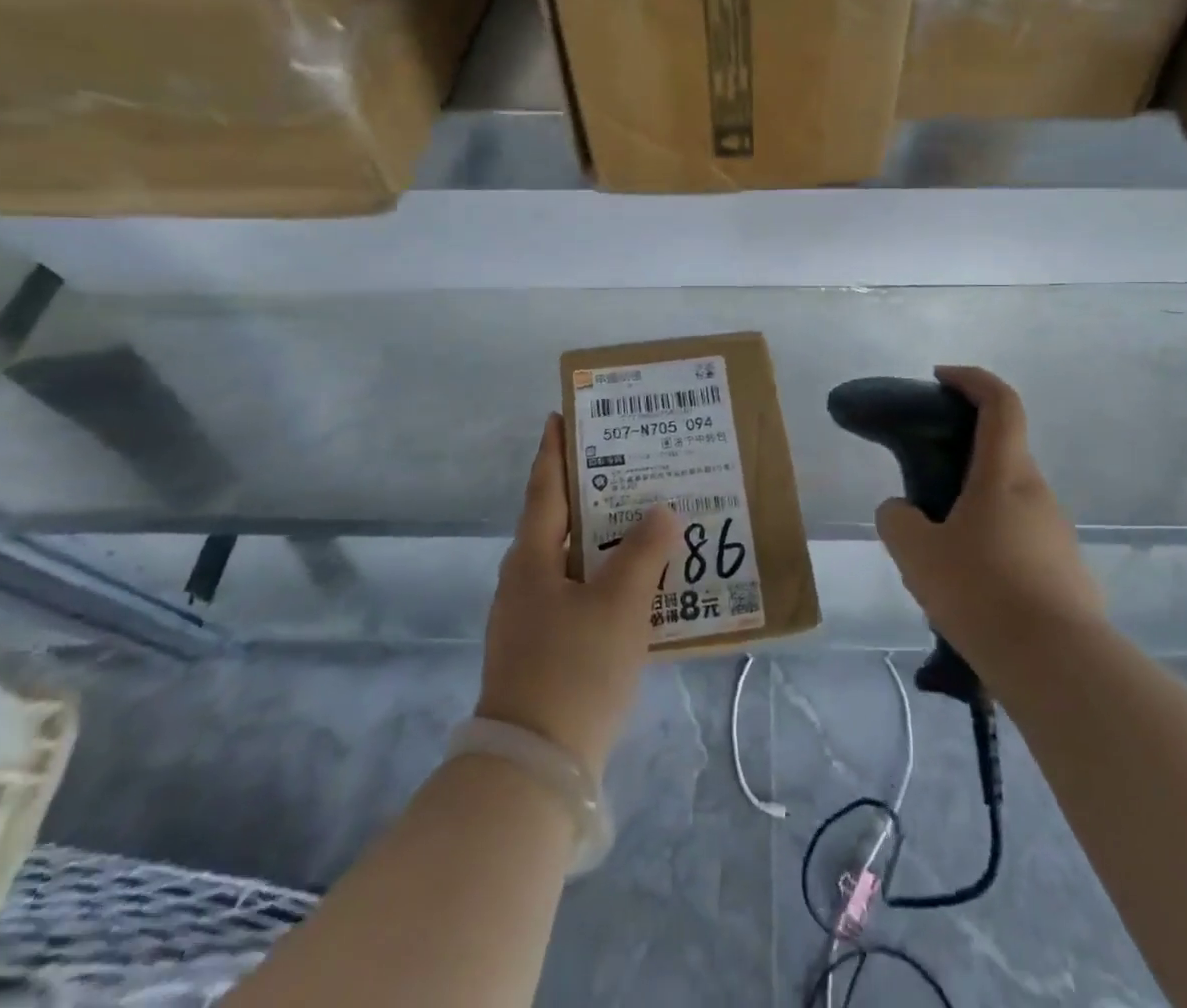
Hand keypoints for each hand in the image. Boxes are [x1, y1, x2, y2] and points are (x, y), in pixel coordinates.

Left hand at [477, 413, 679, 782]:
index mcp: (531, 558)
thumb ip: (644, 552)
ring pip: (571, 560)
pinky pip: (578, 594)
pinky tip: (638, 582)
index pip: (543, 488)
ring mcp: (530, 617)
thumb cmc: (574, 669)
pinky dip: (604, 576)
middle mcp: (524, 580)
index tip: (562, 415)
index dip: (553, 450)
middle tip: (629, 463)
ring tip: (643, 517)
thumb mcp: (619, 605)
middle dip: (590, 491)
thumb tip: (662, 511)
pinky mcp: (543, 649)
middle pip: (558, 520)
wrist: (534, 769)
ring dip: (602, 537)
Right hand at [875, 366, 1102, 667]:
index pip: (1000, 403)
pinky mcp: (1068, 573)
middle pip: (1000, 456)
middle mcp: (1038, 494)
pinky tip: (972, 593)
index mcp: (1005, 475)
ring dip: (974, 514)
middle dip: (961, 462)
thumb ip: (898, 520)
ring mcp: (1059, 535)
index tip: (941, 377)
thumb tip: (902, 512)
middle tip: (924, 496)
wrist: (1057, 667)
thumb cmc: (982, 591)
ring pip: (1008, 506)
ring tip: (940, 560)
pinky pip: (1022, 544)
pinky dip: (994, 550)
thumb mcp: (916, 554)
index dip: (972, 379)